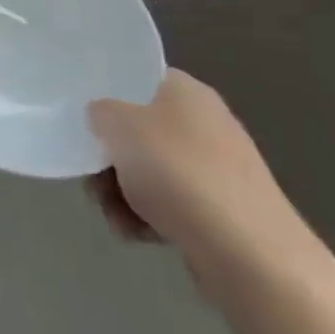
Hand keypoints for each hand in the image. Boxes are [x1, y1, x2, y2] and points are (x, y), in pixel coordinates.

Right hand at [88, 70, 310, 289]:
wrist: (250, 255)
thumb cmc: (178, 173)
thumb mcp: (117, 125)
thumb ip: (99, 111)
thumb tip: (102, 116)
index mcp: (186, 92)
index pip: (139, 79)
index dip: (108, 93)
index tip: (84, 116)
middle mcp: (205, 124)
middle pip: (138, 131)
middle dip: (109, 157)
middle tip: (93, 176)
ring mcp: (216, 170)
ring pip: (148, 171)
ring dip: (121, 192)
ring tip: (114, 214)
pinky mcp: (221, 212)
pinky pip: (169, 205)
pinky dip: (146, 218)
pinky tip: (135, 233)